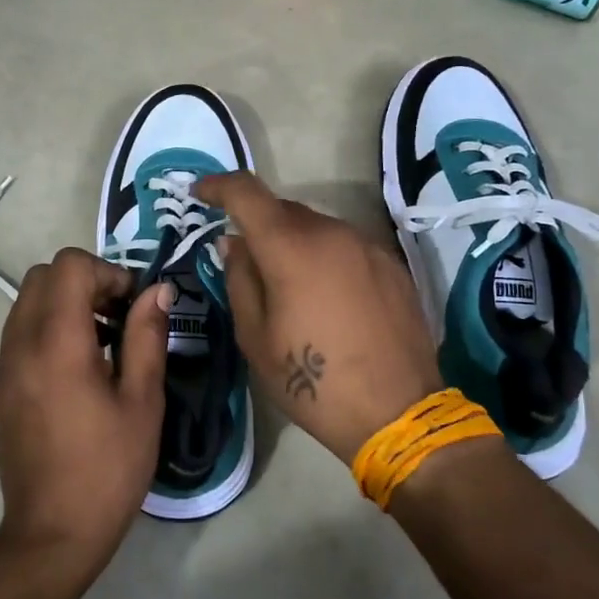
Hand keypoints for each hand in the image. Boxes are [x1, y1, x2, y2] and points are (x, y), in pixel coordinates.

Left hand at [0, 249, 169, 566]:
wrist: (52, 533)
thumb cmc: (107, 468)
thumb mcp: (142, 401)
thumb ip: (147, 336)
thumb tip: (157, 291)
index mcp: (57, 342)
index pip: (69, 266)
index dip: (107, 271)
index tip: (132, 304)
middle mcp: (22, 343)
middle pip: (43, 276)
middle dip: (85, 281)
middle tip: (119, 316)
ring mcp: (5, 365)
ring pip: (28, 301)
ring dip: (66, 303)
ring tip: (104, 342)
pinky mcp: (1, 385)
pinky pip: (21, 331)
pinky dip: (50, 327)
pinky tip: (81, 367)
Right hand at [197, 173, 442, 464]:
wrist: (398, 413)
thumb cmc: (313, 382)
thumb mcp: (255, 338)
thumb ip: (240, 279)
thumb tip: (234, 243)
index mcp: (291, 248)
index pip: (247, 193)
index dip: (218, 185)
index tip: (199, 193)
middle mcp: (332, 233)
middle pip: (283, 210)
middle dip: (257, 224)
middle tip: (243, 258)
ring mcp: (367, 246)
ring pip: (316, 228)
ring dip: (293, 242)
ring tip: (288, 285)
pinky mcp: (393, 265)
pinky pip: (345, 247)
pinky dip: (324, 258)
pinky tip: (327, 298)